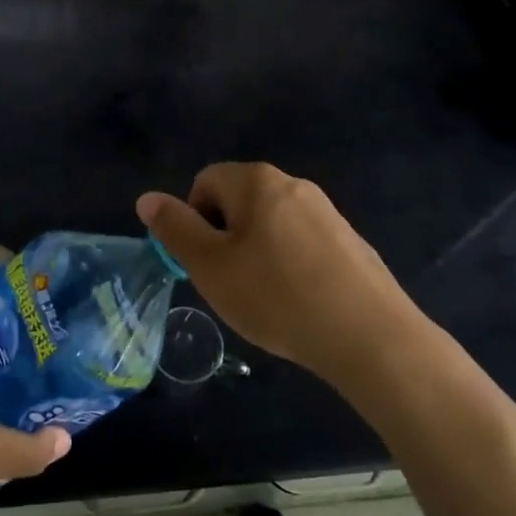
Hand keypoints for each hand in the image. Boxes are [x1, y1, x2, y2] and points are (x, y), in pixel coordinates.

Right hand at [137, 163, 419, 388]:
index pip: (204, 182)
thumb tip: (147, 198)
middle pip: (238, 201)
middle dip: (225, 238)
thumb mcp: (211, 266)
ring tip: (266, 298)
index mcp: (256, 181)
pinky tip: (299, 303)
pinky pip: (302, 243)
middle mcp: (292, 184)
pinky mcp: (349, 240)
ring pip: (270, 224)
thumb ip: (175, 229)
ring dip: (256, 253)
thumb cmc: (276, 296)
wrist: (368, 335)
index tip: (206, 263)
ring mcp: (326, 211)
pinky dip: (290, 266)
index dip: (194, 221)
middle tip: (231, 284)